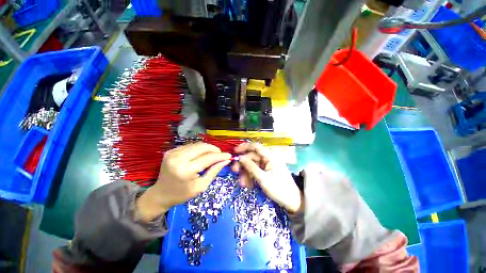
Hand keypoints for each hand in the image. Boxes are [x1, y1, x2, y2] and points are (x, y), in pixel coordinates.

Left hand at [137, 143, 230, 220]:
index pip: (208, 158)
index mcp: (186, 170)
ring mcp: (173, 153)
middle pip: (202, 147)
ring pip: (196, 144)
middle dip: (214, 149)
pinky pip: (190, 146)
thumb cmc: (182, 194)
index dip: (220, 156)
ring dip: (207, 148)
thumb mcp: (201, 186)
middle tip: (220, 155)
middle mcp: (178, 158)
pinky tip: (201, 155)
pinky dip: (198, 149)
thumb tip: (226, 161)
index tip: (229, 155)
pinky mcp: (171, 151)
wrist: (161, 194)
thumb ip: (214, 171)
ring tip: (212, 155)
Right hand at [232, 143, 303, 213]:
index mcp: (270, 156)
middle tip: (234, 171)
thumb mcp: (263, 179)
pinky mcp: (267, 171)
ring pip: (253, 165)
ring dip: (246, 173)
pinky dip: (251, 176)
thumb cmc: (279, 189)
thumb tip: (240, 157)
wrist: (293, 201)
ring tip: (243, 184)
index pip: (255, 146)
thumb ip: (251, 167)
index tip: (234, 152)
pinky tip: (248, 185)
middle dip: (243, 165)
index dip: (244, 147)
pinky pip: (256, 170)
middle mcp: (268, 158)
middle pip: (252, 157)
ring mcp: (268, 165)